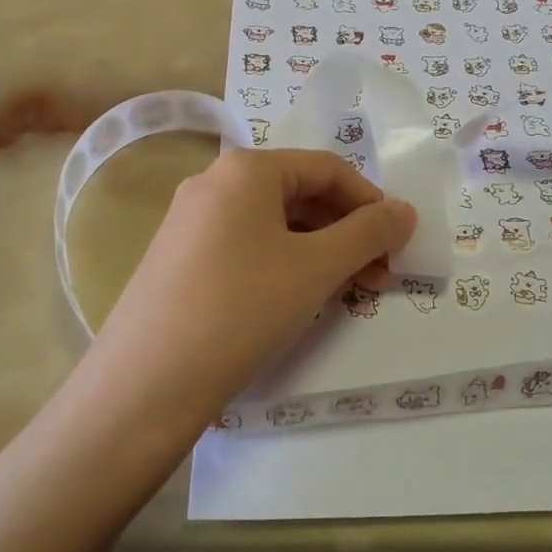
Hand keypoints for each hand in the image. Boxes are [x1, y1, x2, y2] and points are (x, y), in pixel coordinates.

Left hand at [87, 147, 415, 429]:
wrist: (146, 382)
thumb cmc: (242, 308)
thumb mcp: (316, 268)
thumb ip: (368, 233)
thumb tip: (405, 211)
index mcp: (246, 169)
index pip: (327, 169)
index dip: (371, 201)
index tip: (398, 241)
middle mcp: (213, 183)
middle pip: (299, 194)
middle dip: (347, 232)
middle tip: (380, 275)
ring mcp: (190, 222)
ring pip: (273, 225)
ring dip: (320, 252)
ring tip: (348, 292)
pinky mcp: (179, 259)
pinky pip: (246, 247)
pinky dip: (284, 265)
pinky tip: (300, 299)